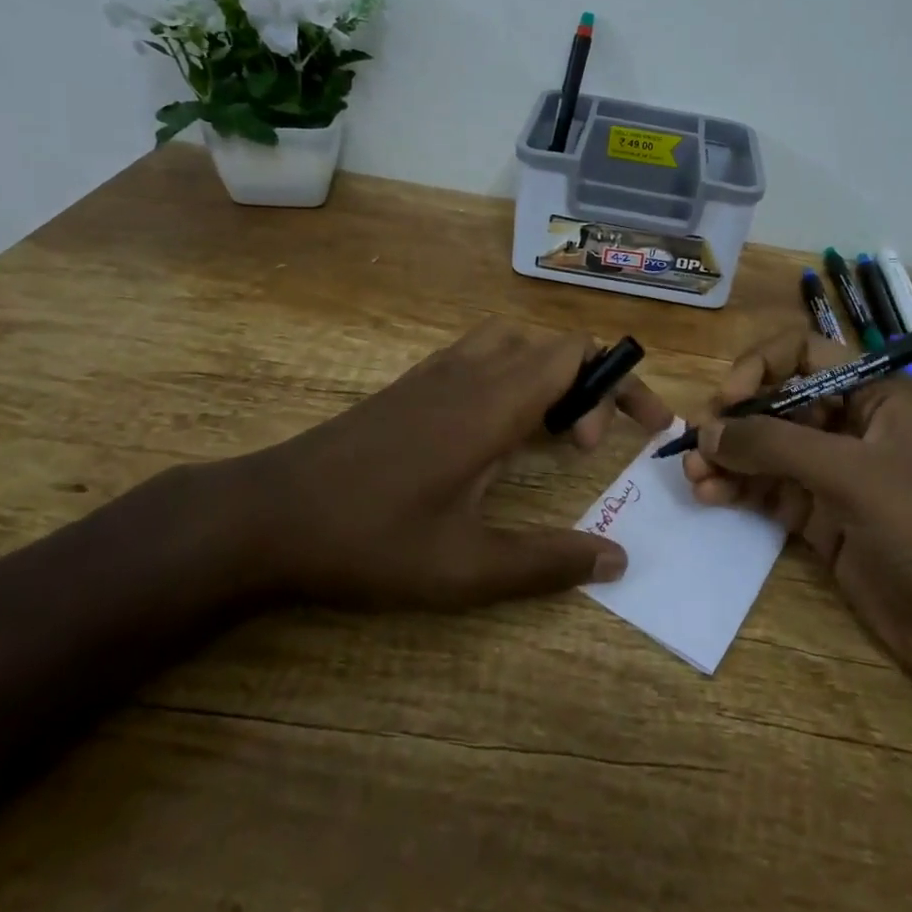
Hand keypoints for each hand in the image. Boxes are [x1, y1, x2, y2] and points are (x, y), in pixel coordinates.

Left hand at [206, 320, 673, 608]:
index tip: (643, 428)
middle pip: (553, 345)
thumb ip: (547, 563)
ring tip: (550, 431)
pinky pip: (481, 355)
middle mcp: (471, 372)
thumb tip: (618, 560)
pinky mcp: (412, 384)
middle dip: (591, 383)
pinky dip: (512, 376)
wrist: (268, 515)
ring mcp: (436, 372)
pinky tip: (496, 431)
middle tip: (588, 447)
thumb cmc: (370, 540)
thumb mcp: (465, 569)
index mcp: (494, 403)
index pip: (576, 355)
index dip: (620, 382)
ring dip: (548, 374)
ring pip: (515, 342)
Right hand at [683, 328, 911, 702]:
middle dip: (735, 421)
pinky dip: (739, 490)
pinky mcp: (823, 517)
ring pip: (767, 450)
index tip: (729, 400)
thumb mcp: (850, 474)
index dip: (761, 367)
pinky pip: (770, 491)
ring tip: (693, 476)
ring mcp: (835, 473)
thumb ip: (774, 446)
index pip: (803, 354)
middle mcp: (851, 425)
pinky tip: (710, 496)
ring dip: (729, 458)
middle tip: (697, 444)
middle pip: (777, 403)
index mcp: (873, 393)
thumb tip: (706, 433)